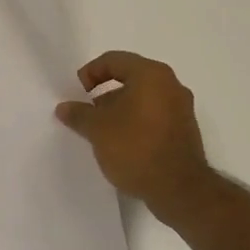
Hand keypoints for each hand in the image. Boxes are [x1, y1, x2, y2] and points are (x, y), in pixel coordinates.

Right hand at [55, 51, 211, 214]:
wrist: (179, 189)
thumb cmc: (136, 148)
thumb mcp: (98, 130)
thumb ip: (79, 114)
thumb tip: (64, 107)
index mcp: (151, 75)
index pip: (114, 60)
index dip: (90, 72)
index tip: (78, 93)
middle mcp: (171, 84)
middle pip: (130, 78)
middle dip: (105, 93)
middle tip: (88, 112)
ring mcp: (181, 108)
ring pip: (143, 98)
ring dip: (120, 109)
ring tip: (102, 131)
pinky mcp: (185, 130)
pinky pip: (155, 115)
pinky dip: (136, 122)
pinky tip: (122, 143)